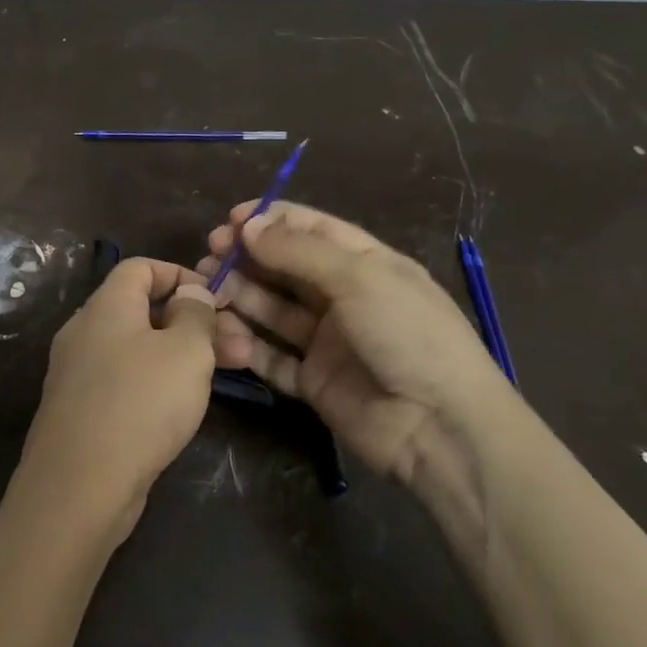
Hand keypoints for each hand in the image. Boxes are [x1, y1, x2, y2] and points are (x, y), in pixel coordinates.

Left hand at [6, 258, 218, 548]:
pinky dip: (158, 380)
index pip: (141, 268)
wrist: (79, 485)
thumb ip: (195, 314)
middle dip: (195, 322)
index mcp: (105, 306)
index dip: (182, 274)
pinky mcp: (82, 409)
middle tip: (242, 347)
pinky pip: (126, 379)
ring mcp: (79, 373)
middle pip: (144, 310)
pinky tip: (187, 403)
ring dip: (184, 354)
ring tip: (231, 372)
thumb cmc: (140, 404)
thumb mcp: (185, 351)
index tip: (218, 299)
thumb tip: (190, 294)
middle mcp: (85, 331)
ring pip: (139, 348)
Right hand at [198, 201, 515, 520]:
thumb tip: (247, 225)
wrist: (439, 427)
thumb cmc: (407, 335)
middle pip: (288, 269)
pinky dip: (248, 345)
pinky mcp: (313, 381)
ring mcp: (328, 342)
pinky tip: (222, 332)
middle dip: (249, 257)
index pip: (314, 230)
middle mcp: (346, 299)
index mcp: (368, 265)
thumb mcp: (359, 279)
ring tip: (208, 287)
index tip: (231, 219)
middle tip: (211, 253)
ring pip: (274, 311)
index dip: (272, 221)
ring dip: (242, 296)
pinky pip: (273, 357)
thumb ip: (298, 251)